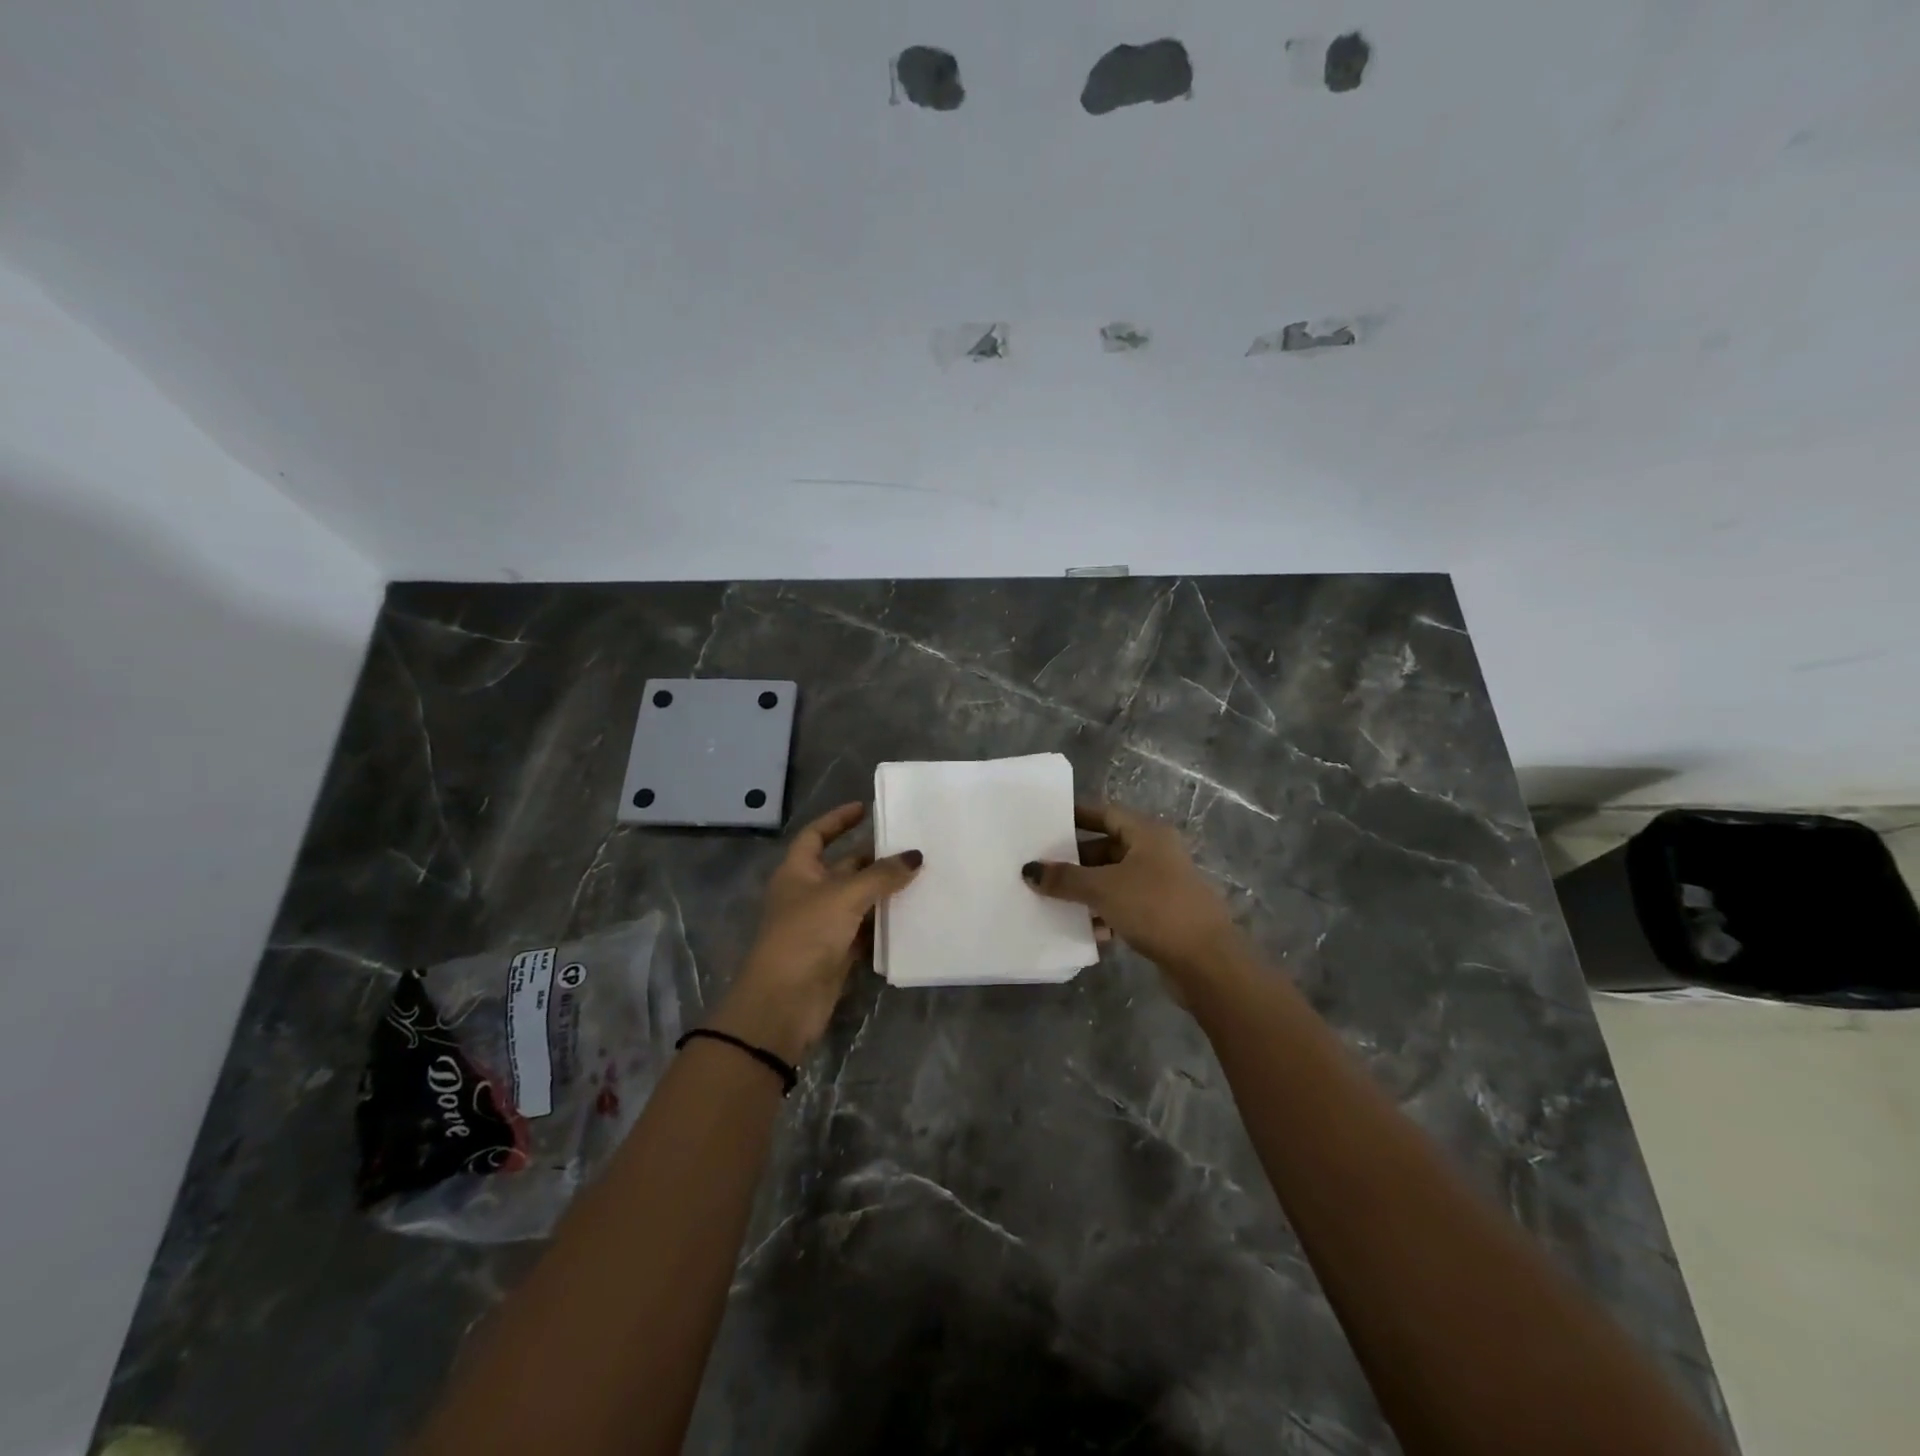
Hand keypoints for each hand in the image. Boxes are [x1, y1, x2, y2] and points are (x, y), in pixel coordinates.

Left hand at [710, 802, 921, 1064]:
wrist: (783, 1004)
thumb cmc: (805, 936)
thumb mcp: (843, 897)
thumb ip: (881, 875)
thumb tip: (915, 856)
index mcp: (798, 872)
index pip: (816, 835)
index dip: (837, 820)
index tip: (865, 808)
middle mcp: (809, 894)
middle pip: (844, 866)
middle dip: (873, 857)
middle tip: (911, 845)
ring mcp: (822, 925)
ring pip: (858, 899)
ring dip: (884, 890)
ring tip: (921, 875)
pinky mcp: (837, 953)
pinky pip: (865, 930)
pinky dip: (885, 923)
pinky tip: (913, 914)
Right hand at [1022, 803, 1243, 986]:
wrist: (1207, 962)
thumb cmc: (1155, 908)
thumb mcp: (1103, 889)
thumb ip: (1065, 878)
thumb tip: (1030, 869)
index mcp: (1147, 834)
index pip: (1105, 813)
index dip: (1075, 816)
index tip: (1044, 823)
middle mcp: (1156, 853)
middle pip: (1107, 847)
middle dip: (1075, 860)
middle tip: (1040, 868)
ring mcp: (1161, 885)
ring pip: (1114, 879)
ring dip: (1086, 890)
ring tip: (1053, 900)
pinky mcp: (1162, 915)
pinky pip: (1124, 905)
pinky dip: (1104, 913)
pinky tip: (1084, 929)